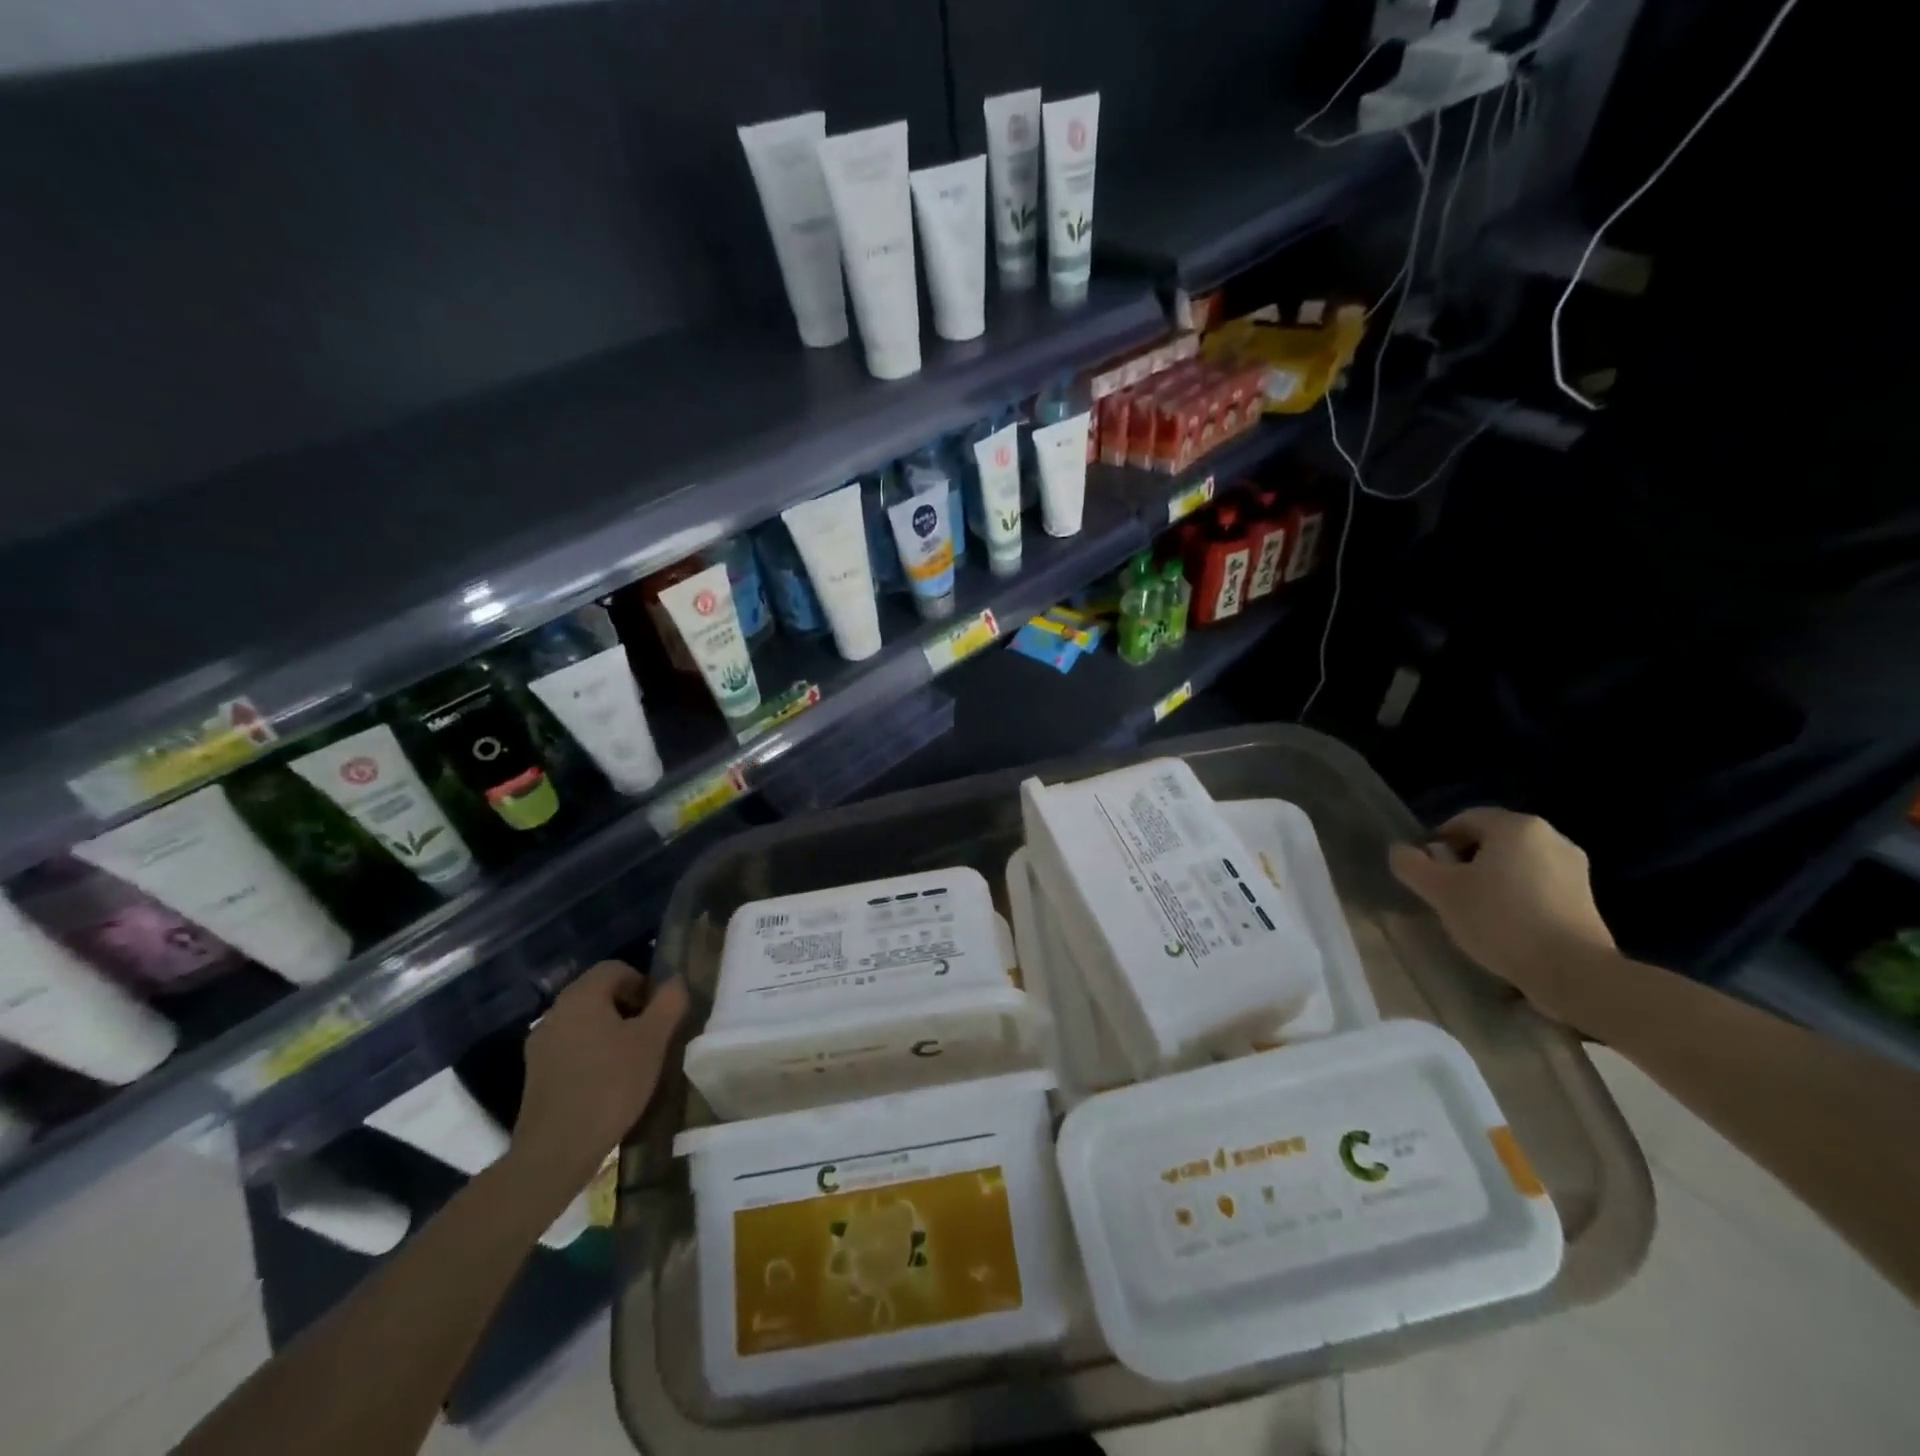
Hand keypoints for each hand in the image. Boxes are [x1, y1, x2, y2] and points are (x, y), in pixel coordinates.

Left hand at [509, 961, 688, 1199]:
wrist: (555, 1151)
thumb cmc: (610, 1086)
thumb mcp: (653, 1041)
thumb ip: (669, 1003)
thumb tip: (675, 982)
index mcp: (581, 996)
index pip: (616, 968)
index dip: (643, 983)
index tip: (658, 1013)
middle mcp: (556, 1012)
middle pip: (599, 993)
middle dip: (629, 1007)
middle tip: (651, 1036)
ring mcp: (541, 1044)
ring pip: (585, 1021)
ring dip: (611, 1031)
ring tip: (632, 1061)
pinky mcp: (536, 1074)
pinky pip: (571, 1047)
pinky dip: (592, 1053)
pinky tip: (607, 1082)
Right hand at [1389, 808, 1616, 1024]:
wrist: (1573, 972)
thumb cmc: (1500, 920)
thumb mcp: (1440, 891)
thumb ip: (1412, 865)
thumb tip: (1401, 851)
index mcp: (1516, 827)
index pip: (1465, 819)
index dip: (1438, 842)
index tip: (1426, 871)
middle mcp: (1551, 838)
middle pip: (1491, 841)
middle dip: (1464, 862)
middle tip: (1446, 892)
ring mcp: (1575, 869)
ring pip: (1515, 865)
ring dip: (1490, 881)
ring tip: (1474, 912)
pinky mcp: (1587, 900)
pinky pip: (1538, 886)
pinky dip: (1516, 898)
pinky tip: (1505, 926)